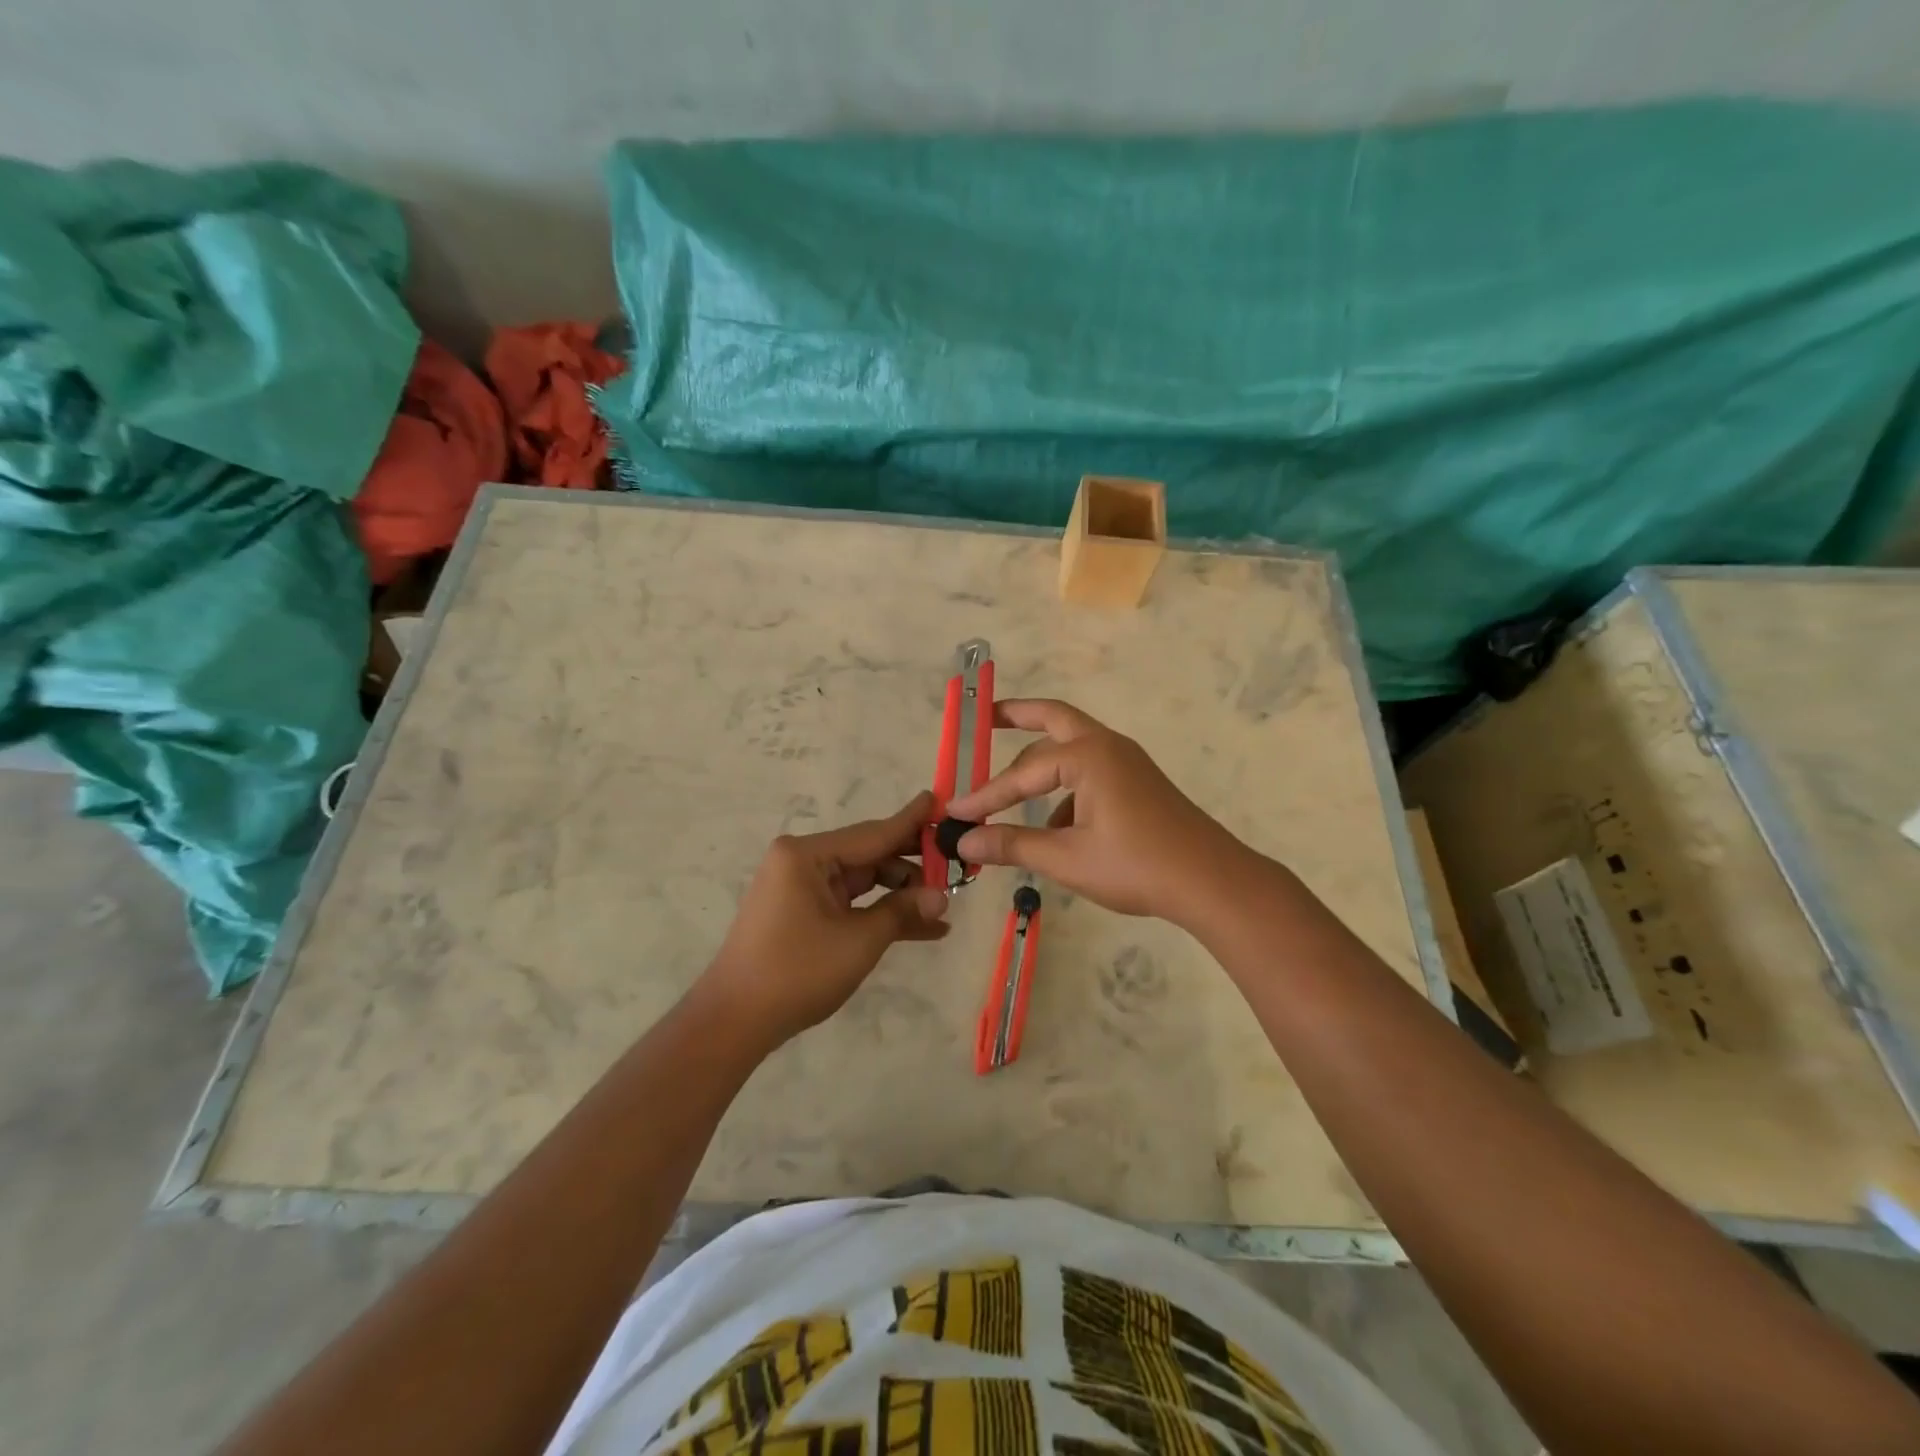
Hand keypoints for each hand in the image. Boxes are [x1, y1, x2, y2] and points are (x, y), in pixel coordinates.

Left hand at [701, 792, 950, 1047]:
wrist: (735, 1021)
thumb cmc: (797, 972)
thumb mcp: (859, 940)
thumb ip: (902, 911)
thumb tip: (942, 896)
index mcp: (808, 854)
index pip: (874, 832)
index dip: (913, 822)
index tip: (942, 801)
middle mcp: (802, 860)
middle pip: (870, 854)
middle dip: (913, 866)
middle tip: (957, 866)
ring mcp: (801, 887)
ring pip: (864, 880)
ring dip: (901, 894)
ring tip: (945, 905)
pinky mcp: (803, 911)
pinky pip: (850, 902)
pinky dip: (879, 912)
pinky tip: (923, 927)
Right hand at [946, 700, 1251, 926]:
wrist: (1211, 881)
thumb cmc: (1136, 865)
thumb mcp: (1066, 858)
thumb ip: (1012, 844)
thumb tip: (963, 841)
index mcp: (1088, 756)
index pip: (1022, 773)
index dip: (985, 795)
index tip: (954, 813)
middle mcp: (1107, 747)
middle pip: (1053, 720)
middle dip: (1017, 717)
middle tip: (985, 716)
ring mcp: (1126, 763)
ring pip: (1072, 748)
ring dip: (1041, 764)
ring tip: (1010, 795)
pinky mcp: (1137, 783)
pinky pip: (1090, 774)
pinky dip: (1065, 791)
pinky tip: (1055, 831)